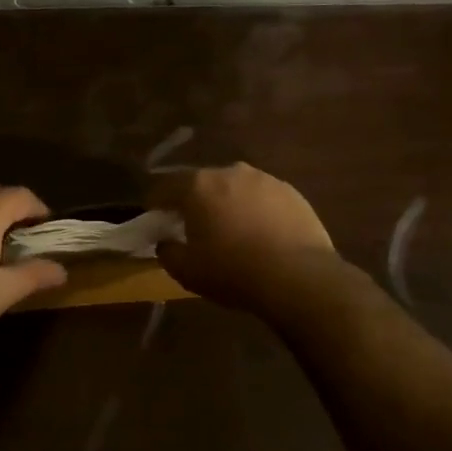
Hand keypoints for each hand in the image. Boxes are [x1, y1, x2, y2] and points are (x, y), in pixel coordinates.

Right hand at [148, 163, 337, 310]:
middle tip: (192, 224)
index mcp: (198, 186)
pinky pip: (262, 197)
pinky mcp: (291, 192)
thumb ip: (167, 252)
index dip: (155, 201)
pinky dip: (255, 210)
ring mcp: (264, 179)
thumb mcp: (187, 271)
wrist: (299, 278)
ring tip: (230, 228)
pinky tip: (260, 232)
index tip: (152, 215)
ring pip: (234, 187)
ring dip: (227, 202)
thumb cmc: (233, 272)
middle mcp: (229, 172)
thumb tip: (166, 242)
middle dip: (193, 200)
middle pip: (201, 182)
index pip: (165, 186)